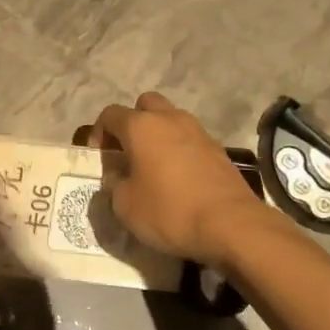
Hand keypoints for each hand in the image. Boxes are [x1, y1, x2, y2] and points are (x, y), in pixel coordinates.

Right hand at [87, 93, 276, 265]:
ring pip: (171, 119)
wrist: (231, 224)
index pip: (110, 114)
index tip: (99, 155)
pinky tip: (179, 177)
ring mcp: (198, 131)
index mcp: (141, 126)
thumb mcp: (125, 206)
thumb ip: (115, 185)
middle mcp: (169, 119)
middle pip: (145, 104)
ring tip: (153, 164)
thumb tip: (118, 178)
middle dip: (133, 121)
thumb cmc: (169, 211)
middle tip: (127, 150)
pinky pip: (190, 139)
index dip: (98, 132)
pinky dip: (180, 149)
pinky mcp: (218, 149)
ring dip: (159, 134)